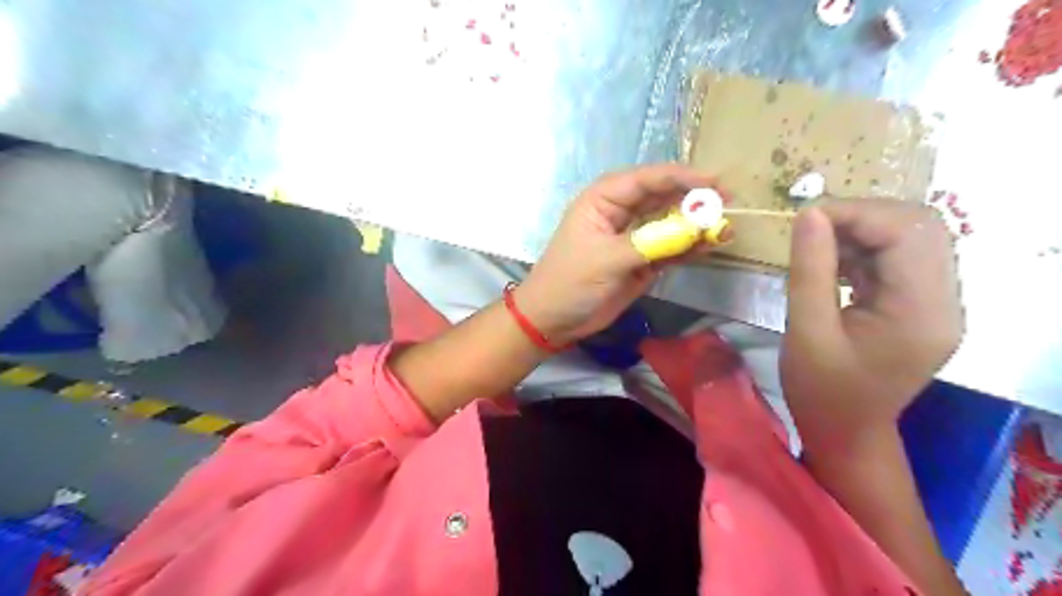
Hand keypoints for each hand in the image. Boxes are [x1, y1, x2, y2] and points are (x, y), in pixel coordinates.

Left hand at [523, 166, 717, 344]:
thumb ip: (651, 243)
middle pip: (662, 197)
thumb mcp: (607, 259)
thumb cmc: (570, 282)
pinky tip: (709, 246)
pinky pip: (670, 248)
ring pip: (669, 222)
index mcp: (603, 200)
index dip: (680, 177)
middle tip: (728, 202)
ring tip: (725, 227)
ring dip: (695, 224)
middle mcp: (620, 212)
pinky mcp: (642, 261)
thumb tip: (696, 230)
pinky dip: (688, 247)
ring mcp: (633, 237)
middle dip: (693, 198)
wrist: (554, 320)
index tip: (713, 183)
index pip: (646, 180)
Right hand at [778, 199, 963, 451]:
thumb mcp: (807, 331)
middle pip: (921, 228)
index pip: (908, 233)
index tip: (806, 218)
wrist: (846, 432)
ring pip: (912, 238)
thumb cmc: (821, 391)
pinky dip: (864, 249)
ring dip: (862, 230)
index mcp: (922, 313)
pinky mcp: (920, 306)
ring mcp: (937, 304)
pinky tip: (832, 261)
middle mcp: (944, 302)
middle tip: (812, 228)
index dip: (857, 214)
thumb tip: (809, 214)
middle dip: (863, 216)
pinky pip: (899, 259)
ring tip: (818, 244)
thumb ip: (810, 271)